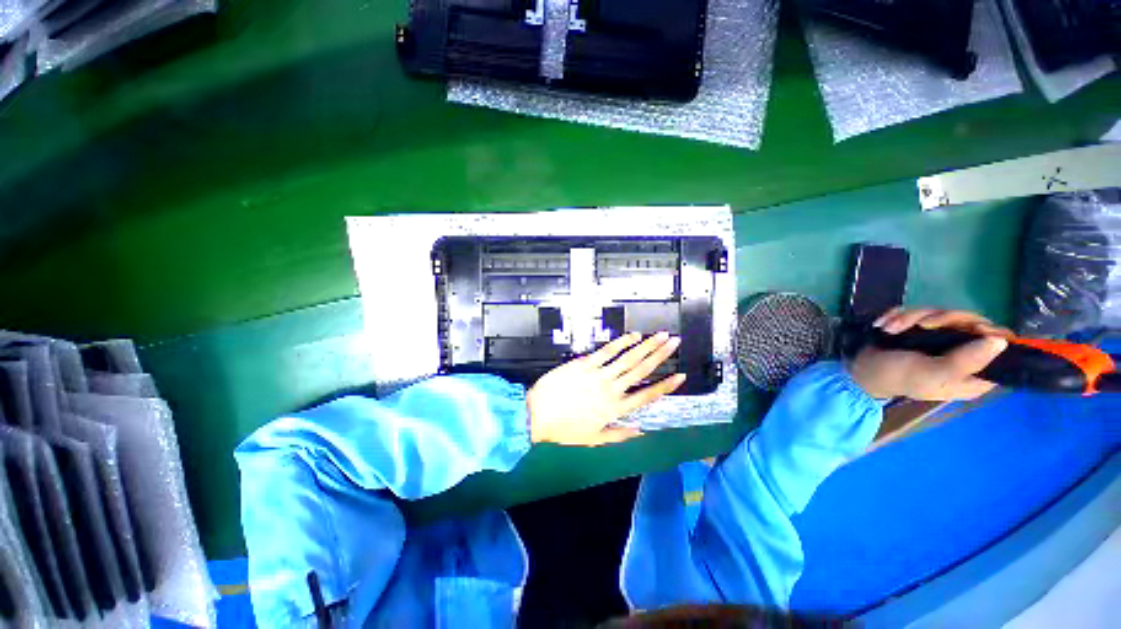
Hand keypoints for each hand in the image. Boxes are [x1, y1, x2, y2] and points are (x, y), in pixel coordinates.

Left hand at [527, 332, 686, 446]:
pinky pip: (607, 351)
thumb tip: (641, 430)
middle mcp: (612, 390)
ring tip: (661, 335)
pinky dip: (622, 342)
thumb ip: (619, 435)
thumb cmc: (564, 429)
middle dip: (661, 355)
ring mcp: (599, 375)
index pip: (647, 397)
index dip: (665, 386)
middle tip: (675, 342)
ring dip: (647, 345)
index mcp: (615, 410)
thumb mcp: (593, 439)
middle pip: (641, 370)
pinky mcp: (585, 364)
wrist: (537, 414)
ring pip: (628, 358)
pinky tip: (633, 335)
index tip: (680, 376)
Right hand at [848, 308, 1012, 400]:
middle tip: (920, 325)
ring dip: (912, 317)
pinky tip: (887, 325)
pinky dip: (901, 315)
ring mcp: (943, 339)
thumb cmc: (899, 377)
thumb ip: (966, 361)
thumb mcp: (933, 373)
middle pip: (971, 322)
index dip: (989, 334)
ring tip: (891, 328)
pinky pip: (921, 311)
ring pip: (943, 314)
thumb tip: (1000, 341)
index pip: (1000, 347)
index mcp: (974, 372)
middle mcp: (964, 353)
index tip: (970, 330)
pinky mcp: (923, 329)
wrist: (863, 369)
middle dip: (941, 319)